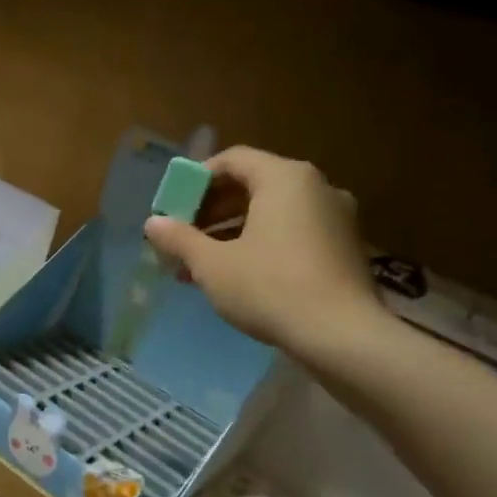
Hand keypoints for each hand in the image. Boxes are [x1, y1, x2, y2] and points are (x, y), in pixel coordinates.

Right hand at [143, 146, 387, 362]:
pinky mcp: (345, 247)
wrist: (342, 336)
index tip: (174, 208)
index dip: (196, 180)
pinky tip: (237, 277)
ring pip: (272, 213)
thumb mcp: (212, 264)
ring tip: (201, 265)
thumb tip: (152, 223)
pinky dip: (262, 245)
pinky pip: (293, 233)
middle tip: (183, 238)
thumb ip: (179, 239)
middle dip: (211, 211)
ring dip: (232, 233)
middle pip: (252, 185)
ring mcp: (336, 217)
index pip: (232, 160)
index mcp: (284, 178)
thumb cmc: (271, 287)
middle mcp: (316, 187)